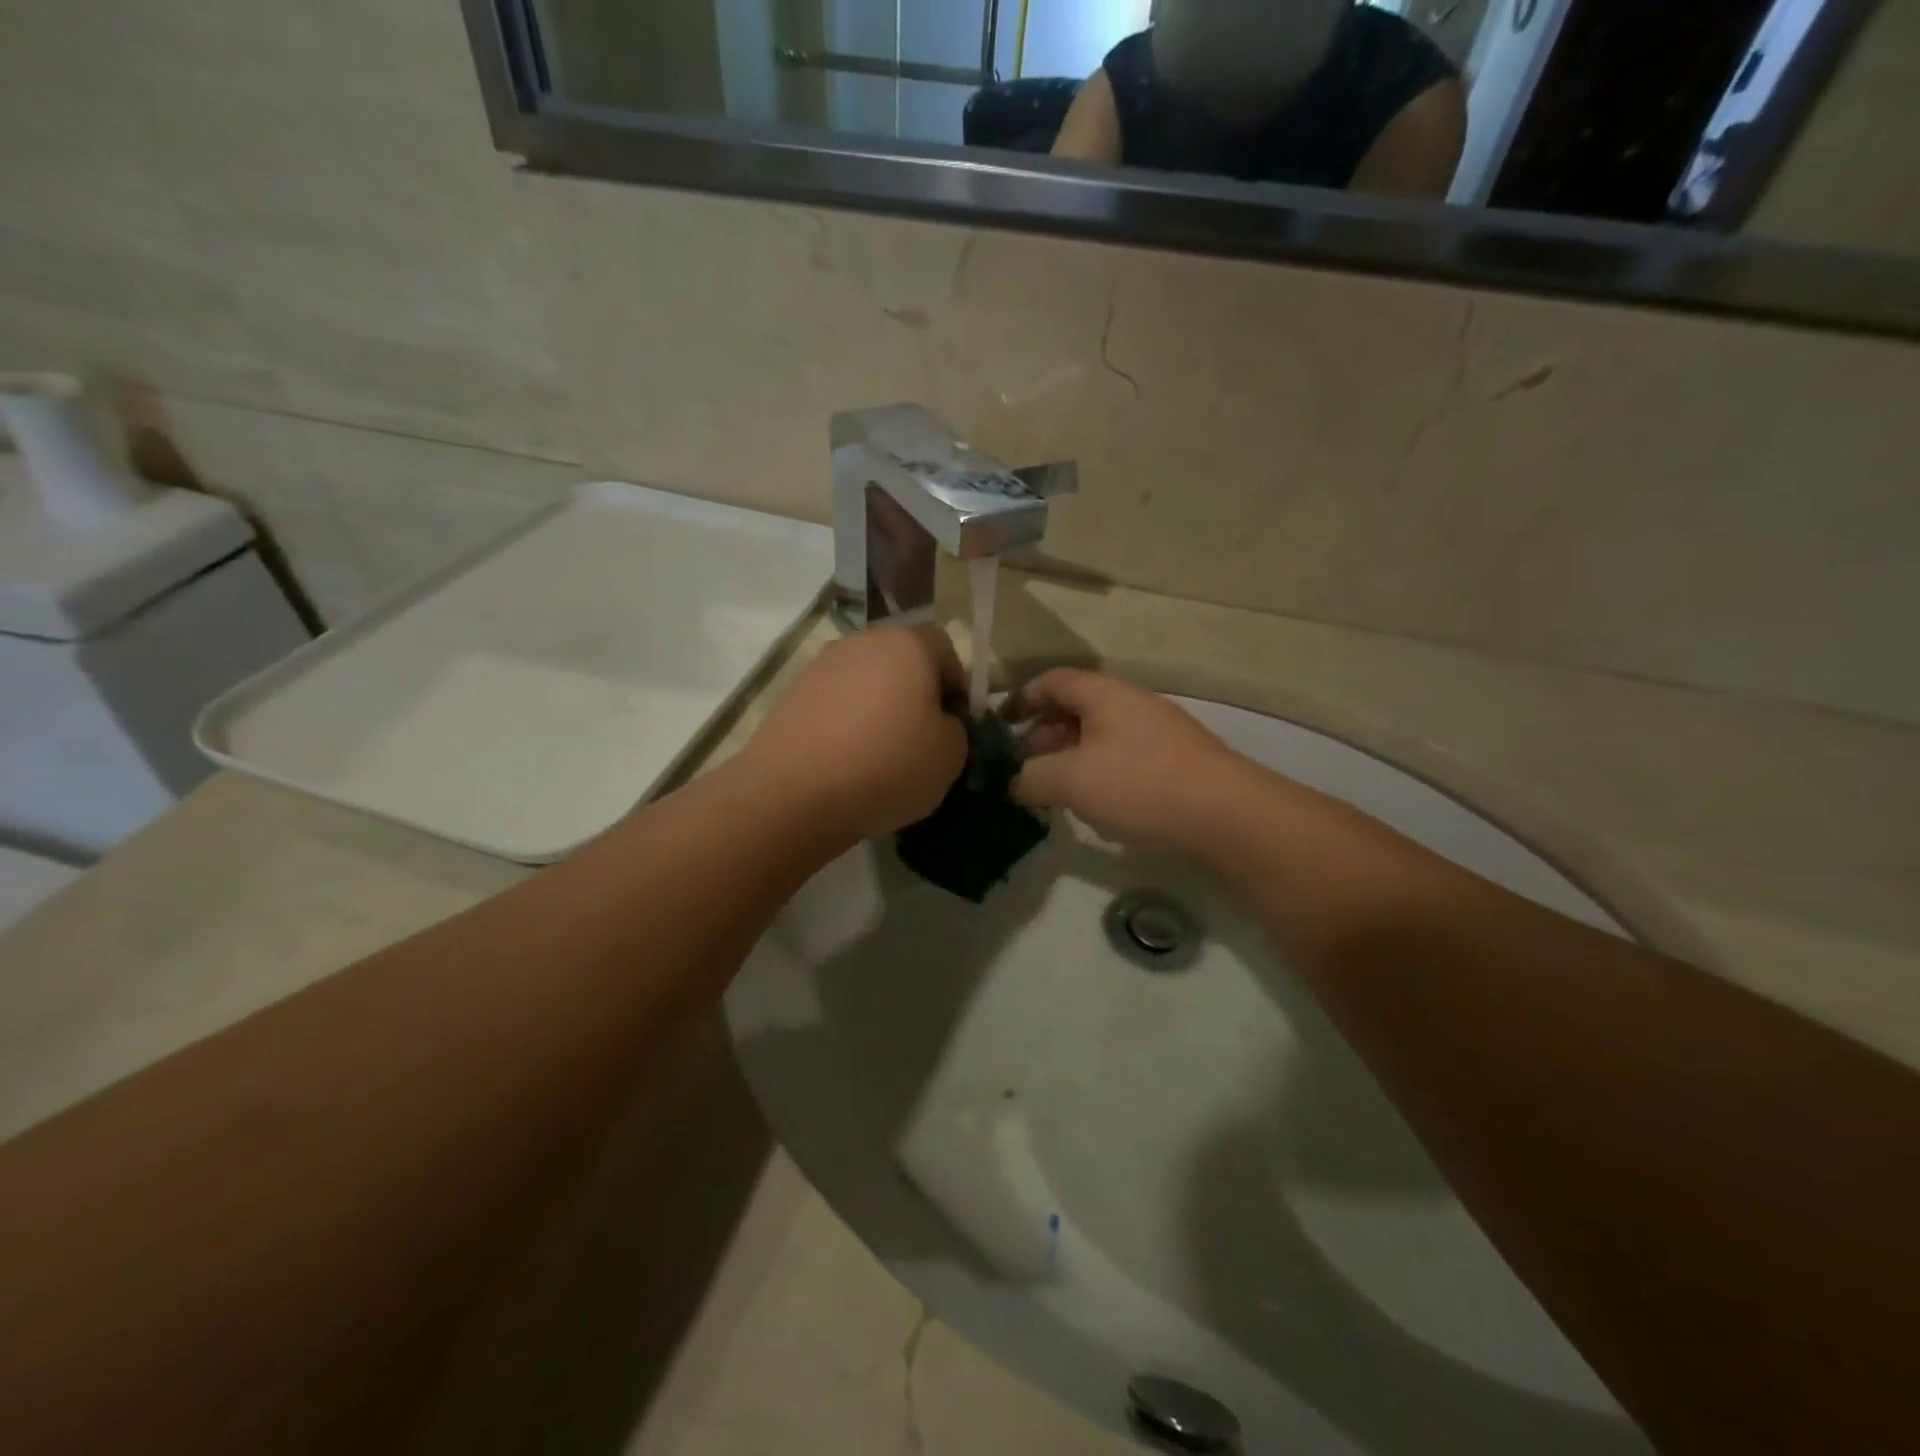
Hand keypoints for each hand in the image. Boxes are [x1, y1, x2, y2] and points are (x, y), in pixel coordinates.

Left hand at [741, 627, 968, 843]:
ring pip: (865, 683)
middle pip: (901, 662)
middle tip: (921, 739)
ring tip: (880, 755)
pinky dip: (846, 725)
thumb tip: (938, 724)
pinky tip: (847, 762)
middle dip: (915, 695)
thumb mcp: (950, 755)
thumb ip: (955, 729)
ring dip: (878, 709)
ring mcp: (820, 666)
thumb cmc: (888, 765)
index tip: (956, 723)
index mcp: (908, 645)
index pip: (944, 649)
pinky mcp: (791, 695)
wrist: (795, 792)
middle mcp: (862, 643)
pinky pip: (834, 704)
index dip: (956, 685)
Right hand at [1009, 669, 1252, 852]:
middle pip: (1075, 706)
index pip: (1050, 680)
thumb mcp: (1070, 781)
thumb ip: (1029, 778)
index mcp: (1103, 693)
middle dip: (1043, 733)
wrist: (1225, 813)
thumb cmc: (1138, 784)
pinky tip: (1098, 799)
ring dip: (1070, 754)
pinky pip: (1123, 752)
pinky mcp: (1175, 757)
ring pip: (1100, 732)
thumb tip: (1012, 782)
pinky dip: (1099, 768)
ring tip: (1057, 788)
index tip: (999, 727)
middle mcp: (1131, 701)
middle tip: (1026, 766)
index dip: (1020, 699)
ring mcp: (1158, 728)